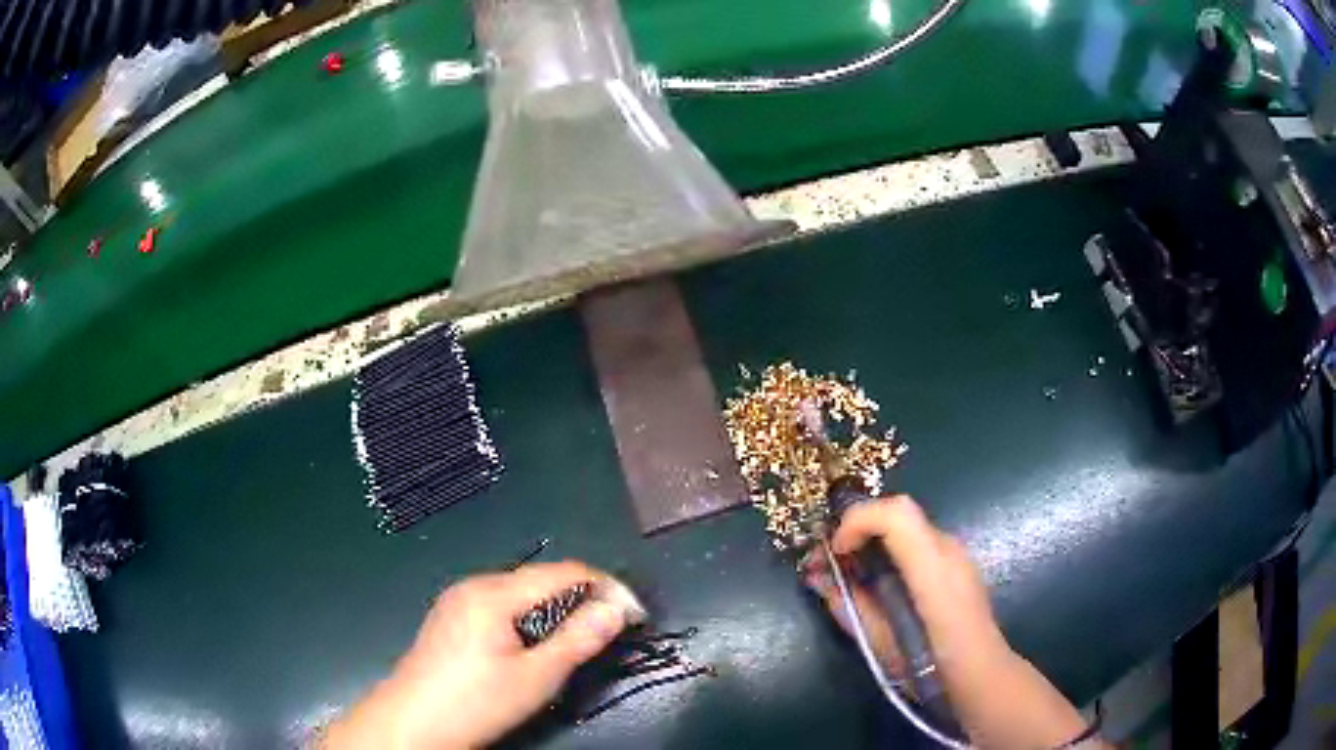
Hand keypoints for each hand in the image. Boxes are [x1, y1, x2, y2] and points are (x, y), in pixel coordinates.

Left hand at [322, 561, 642, 748]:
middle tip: (610, 628)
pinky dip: (527, 616)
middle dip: (581, 597)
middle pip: (540, 578)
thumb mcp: (536, 677)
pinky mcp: (449, 616)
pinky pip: (499, 603)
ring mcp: (457, 599)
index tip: (634, 613)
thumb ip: (579, 639)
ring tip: (578, 637)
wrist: (412, 723)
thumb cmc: (477, 702)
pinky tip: (532, 643)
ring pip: (519, 591)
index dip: (605, 586)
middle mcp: (474, 585)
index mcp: (494, 593)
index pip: (564, 571)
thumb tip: (616, 608)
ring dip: (555, 607)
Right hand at [804, 496, 1100, 749]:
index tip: (836, 552)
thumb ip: (850, 606)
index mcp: (933, 568)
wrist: (981, 676)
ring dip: (874, 540)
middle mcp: (948, 549)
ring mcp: (957, 554)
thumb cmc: (930, 667)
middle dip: (858, 529)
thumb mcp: (881, 643)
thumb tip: (819, 579)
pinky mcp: (957, 564)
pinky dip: (891, 551)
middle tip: (830, 560)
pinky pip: (917, 544)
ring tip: (850, 573)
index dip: (858, 520)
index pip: (897, 513)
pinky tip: (881, 583)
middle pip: (898, 515)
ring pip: (907, 528)